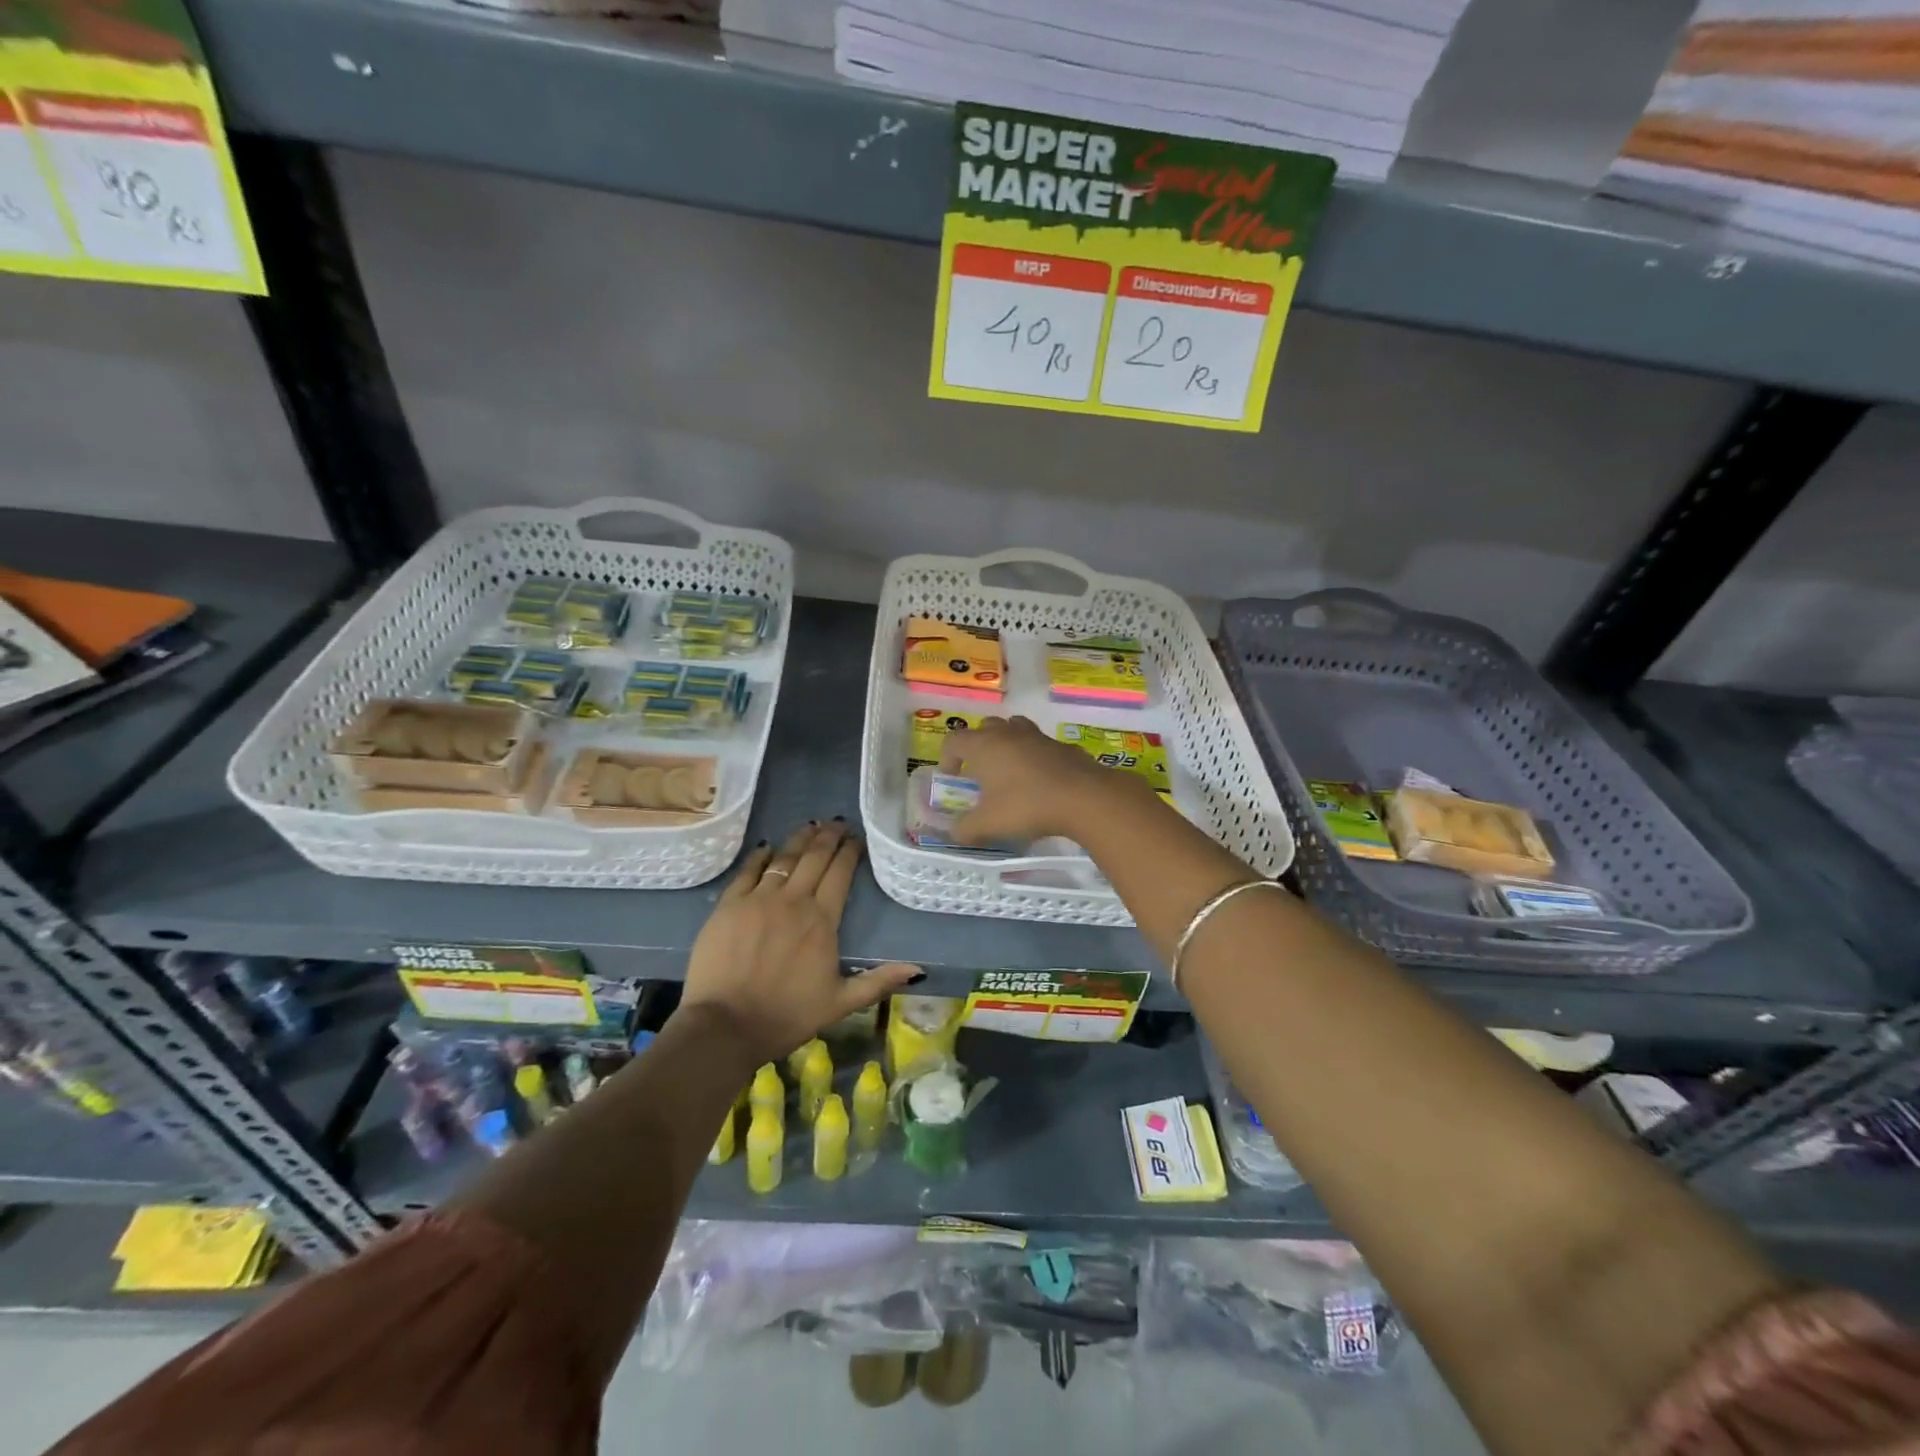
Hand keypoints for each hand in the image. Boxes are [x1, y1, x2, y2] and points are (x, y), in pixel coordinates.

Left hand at [678, 821, 919, 1065]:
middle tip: (838, 822)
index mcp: (822, 921)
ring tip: (811, 825)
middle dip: (829, 837)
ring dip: (800, 839)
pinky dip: (760, 856)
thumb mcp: (840, 1004)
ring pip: (784, 858)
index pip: (840, 874)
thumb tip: (917, 969)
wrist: (725, 1026)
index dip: (850, 852)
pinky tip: (767, 847)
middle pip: (815, 858)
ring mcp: (758, 899)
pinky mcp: (729, 905)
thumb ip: (878, 982)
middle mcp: (793, 901)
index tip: (857, 838)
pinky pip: (747, 871)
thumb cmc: (786, 1016)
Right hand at [940, 715, 1152, 843]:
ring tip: (1009, 770)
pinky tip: (1041, 780)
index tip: (952, 779)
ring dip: (1007, 744)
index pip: (954, 740)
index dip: (947, 758)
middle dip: (978, 746)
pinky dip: (1035, 756)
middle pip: (985, 727)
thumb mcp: (988, 824)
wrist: (1083, 797)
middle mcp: (1008, 733)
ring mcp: (1038, 736)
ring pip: (1015, 728)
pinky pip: (1041, 745)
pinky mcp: (1062, 746)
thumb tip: (953, 832)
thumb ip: (965, 829)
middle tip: (981, 773)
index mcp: (984, 746)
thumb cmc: (1026, 806)